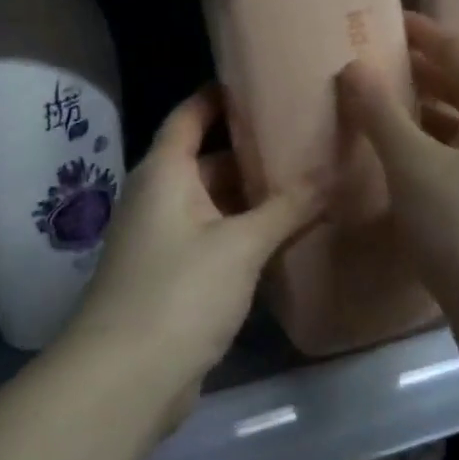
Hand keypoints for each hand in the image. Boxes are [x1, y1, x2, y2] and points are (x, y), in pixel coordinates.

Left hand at [64, 86, 321, 420]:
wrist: (126, 379)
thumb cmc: (179, 291)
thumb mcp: (240, 245)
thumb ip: (287, 208)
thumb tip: (333, 174)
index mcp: (164, 173)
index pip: (190, 115)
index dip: (221, 95)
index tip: (263, 81)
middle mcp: (159, 198)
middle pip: (207, 160)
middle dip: (252, 150)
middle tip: (307, 136)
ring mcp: (165, 240)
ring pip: (215, 203)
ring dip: (253, 196)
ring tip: (308, 180)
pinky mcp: (175, 278)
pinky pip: (215, 239)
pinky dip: (246, 232)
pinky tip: (286, 234)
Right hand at [337, 13, 458, 315]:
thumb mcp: (416, 165)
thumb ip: (381, 115)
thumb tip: (353, 67)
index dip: (421, 32)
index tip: (382, 21)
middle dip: (416, 74)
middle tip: (367, 65)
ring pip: (457, 130)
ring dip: (417, 118)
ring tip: (370, 111)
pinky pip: (455, 165)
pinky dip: (424, 156)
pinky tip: (391, 166)